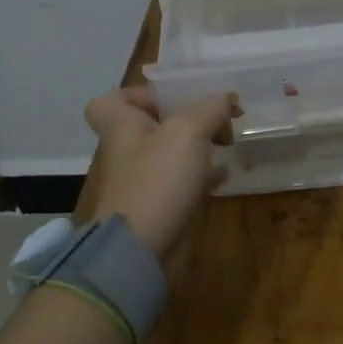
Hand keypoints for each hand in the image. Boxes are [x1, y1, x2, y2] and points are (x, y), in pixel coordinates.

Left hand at [83, 87, 235, 256]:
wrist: (143, 250)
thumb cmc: (157, 180)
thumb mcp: (187, 131)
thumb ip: (209, 109)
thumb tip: (228, 99)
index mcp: (122, 126)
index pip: (113, 100)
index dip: (139, 93)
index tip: (174, 95)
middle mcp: (131, 150)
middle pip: (152, 124)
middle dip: (186, 116)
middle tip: (218, 115)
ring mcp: (146, 180)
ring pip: (172, 152)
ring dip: (200, 144)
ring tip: (229, 139)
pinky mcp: (164, 205)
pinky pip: (186, 181)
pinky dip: (206, 174)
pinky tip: (228, 171)